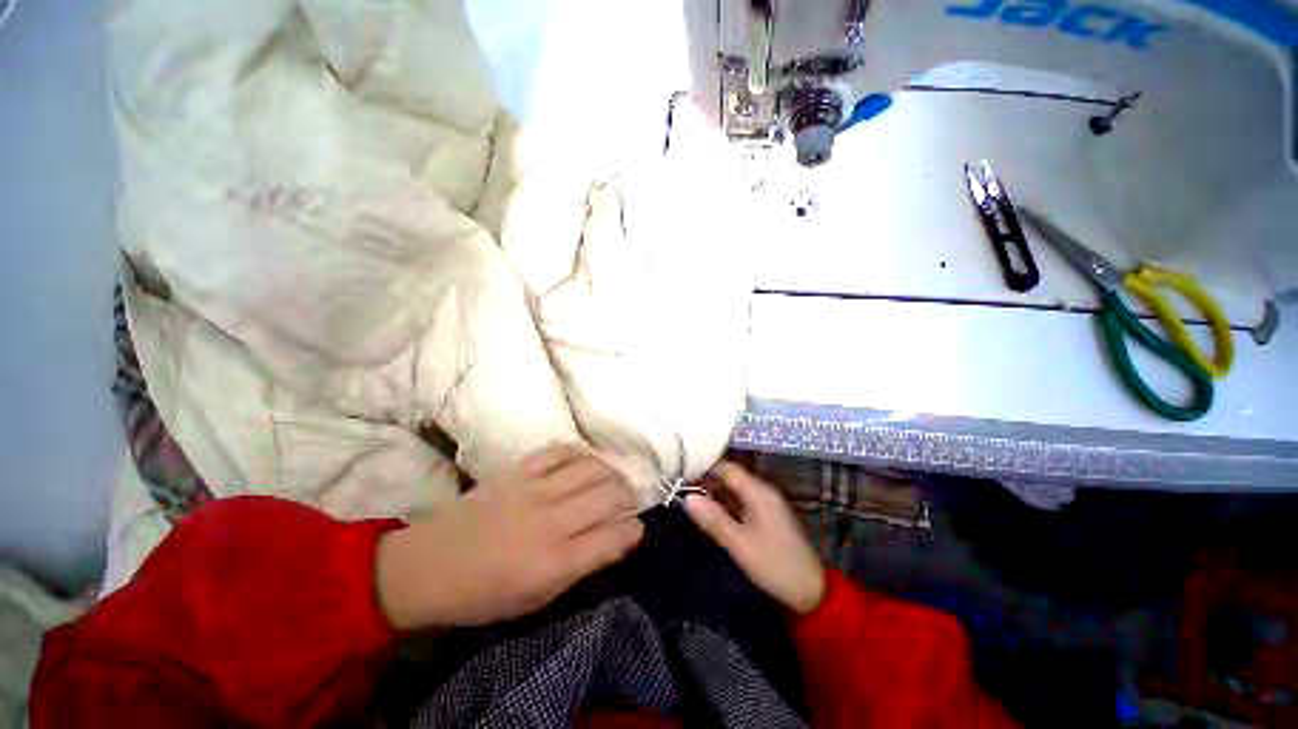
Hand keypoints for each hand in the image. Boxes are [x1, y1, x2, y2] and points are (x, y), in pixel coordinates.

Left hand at [375, 445, 643, 629]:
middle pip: (609, 495)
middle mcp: (551, 521)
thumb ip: (581, 567)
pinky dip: (580, 454)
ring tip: (615, 479)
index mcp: (555, 563)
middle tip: (631, 501)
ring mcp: (534, 490)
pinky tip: (585, 461)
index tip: (637, 528)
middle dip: (630, 497)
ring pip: (591, 468)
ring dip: (612, 472)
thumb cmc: (485, 594)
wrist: (430, 566)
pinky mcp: (518, 471)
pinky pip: (560, 451)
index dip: (633, 531)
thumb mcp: (538, 599)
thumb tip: (615, 539)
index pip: (613, 537)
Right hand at [685, 462, 825, 613]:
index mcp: (758, 492)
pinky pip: (740, 503)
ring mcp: (765, 505)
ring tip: (688, 496)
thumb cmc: (774, 565)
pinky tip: (709, 511)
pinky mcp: (765, 518)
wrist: (810, 592)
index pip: (727, 468)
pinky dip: (724, 504)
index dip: (704, 467)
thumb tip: (687, 498)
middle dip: (706, 480)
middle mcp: (762, 492)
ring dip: (714, 493)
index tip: (681, 471)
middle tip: (680, 486)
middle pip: (730, 477)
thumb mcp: (739, 544)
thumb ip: (713, 519)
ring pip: (734, 490)